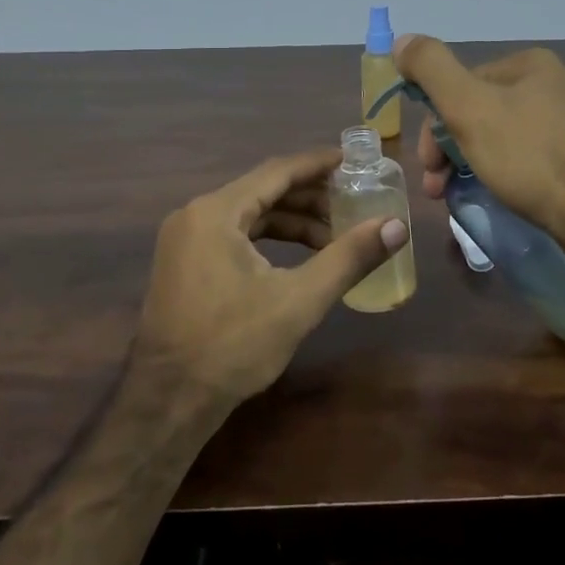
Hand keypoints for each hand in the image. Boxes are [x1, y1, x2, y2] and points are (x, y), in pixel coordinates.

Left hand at [132, 148, 408, 405]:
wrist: (168, 403)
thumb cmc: (232, 346)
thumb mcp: (298, 301)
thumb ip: (348, 258)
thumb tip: (396, 227)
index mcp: (216, 212)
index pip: (277, 171)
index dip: (318, 165)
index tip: (354, 162)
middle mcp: (195, 214)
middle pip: (263, 190)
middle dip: (310, 198)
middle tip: (352, 204)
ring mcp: (185, 239)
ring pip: (248, 214)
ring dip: (291, 221)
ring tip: (333, 236)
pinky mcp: (184, 263)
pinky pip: (233, 234)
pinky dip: (268, 239)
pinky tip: (298, 257)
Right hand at [396, 35, 564, 247]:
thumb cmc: (529, 157)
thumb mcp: (468, 108)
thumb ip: (432, 68)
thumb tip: (403, 40)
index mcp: (532, 63)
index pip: (463, 85)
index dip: (435, 125)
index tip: (428, 165)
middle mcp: (560, 81)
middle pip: (485, 110)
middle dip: (454, 148)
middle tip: (440, 188)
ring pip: (508, 135)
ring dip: (478, 162)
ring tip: (466, 197)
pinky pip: (536, 156)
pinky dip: (512, 173)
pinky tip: (507, 195)